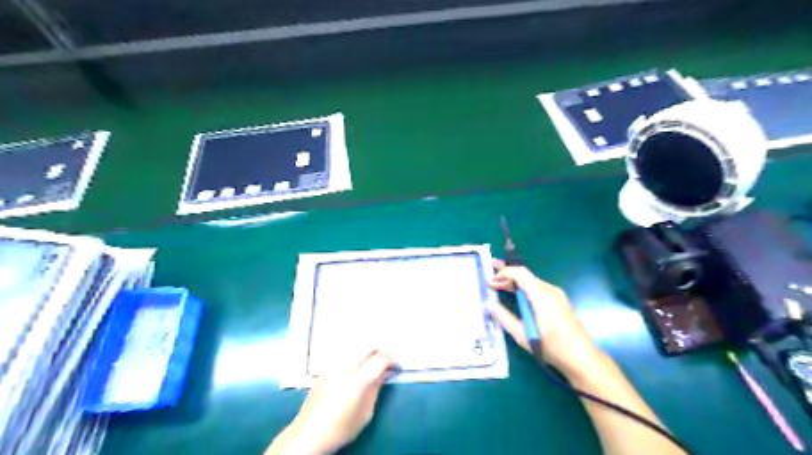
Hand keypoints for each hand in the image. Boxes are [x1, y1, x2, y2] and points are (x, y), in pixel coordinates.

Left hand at [269, 350, 394, 452]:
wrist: (309, 433)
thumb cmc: (341, 428)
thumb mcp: (366, 413)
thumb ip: (376, 388)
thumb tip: (385, 372)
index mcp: (357, 380)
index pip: (380, 358)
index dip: (392, 359)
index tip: (397, 366)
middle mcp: (344, 366)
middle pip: (368, 345)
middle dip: (381, 349)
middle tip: (387, 359)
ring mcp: (333, 364)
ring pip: (356, 344)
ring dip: (368, 348)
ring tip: (374, 359)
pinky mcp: (325, 366)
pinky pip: (345, 350)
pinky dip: (356, 351)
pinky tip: (358, 361)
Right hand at [488, 260, 601, 376]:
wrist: (582, 359)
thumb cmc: (552, 348)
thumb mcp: (523, 335)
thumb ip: (504, 318)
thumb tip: (489, 305)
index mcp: (542, 296)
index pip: (520, 273)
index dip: (504, 272)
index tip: (490, 280)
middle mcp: (550, 290)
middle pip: (525, 276)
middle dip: (506, 275)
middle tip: (489, 278)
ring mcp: (556, 295)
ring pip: (531, 282)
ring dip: (514, 283)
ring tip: (497, 285)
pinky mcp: (559, 302)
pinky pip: (537, 289)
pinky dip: (523, 289)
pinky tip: (514, 295)